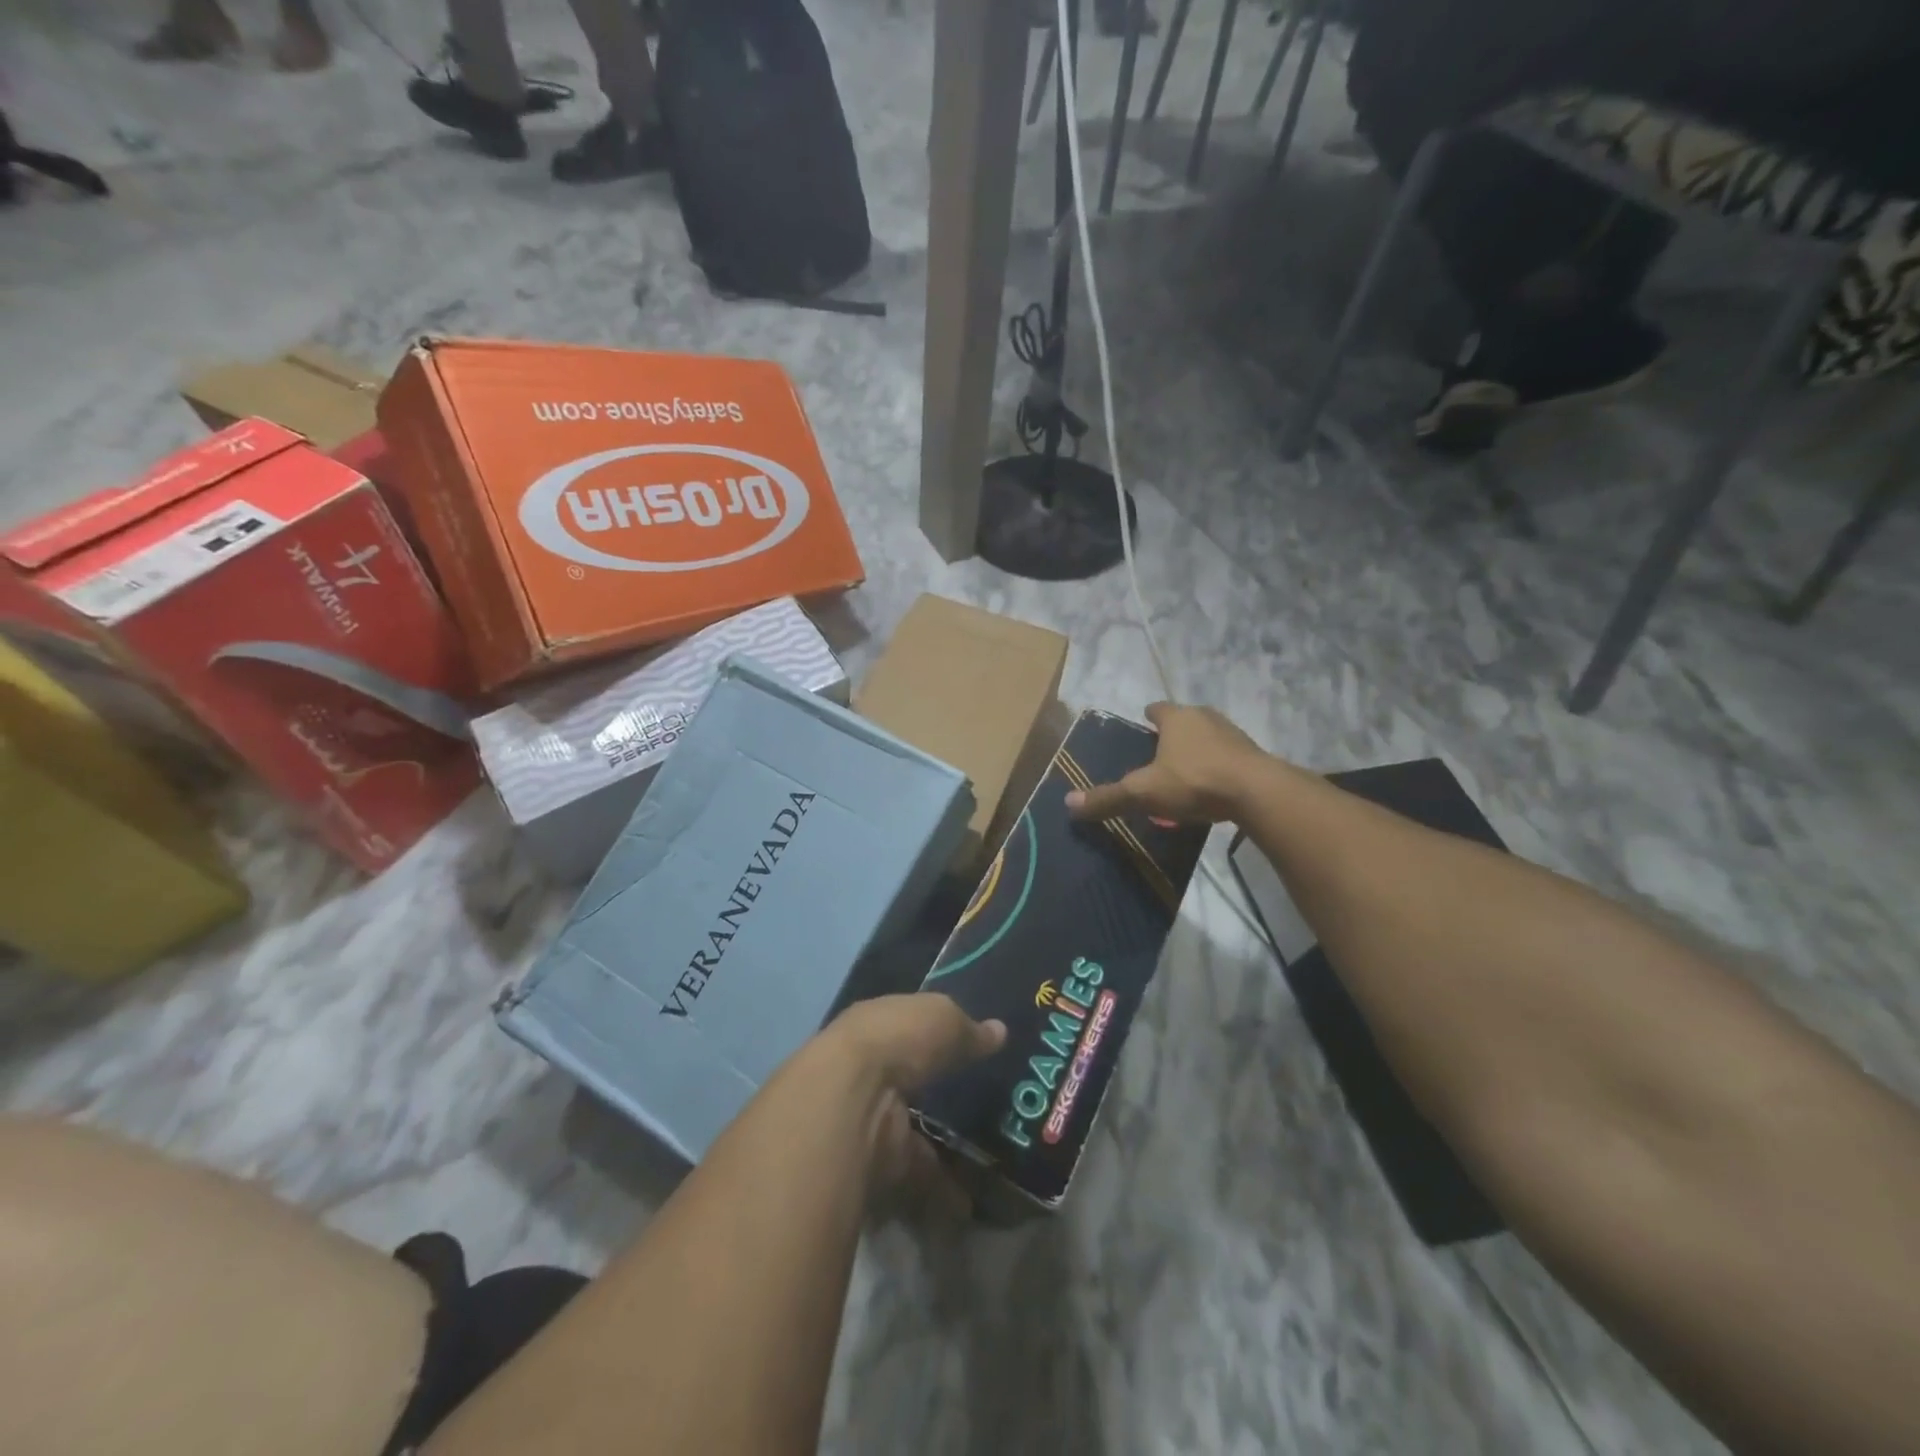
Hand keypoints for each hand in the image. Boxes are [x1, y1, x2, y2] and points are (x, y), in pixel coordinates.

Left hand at [816, 994, 1004, 1216]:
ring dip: (940, 1147)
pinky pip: (915, 1176)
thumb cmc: (898, 1039)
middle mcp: (867, 1069)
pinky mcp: (875, 1163)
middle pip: (908, 1080)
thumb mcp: (943, 1019)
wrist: (851, 1100)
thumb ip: (968, 1030)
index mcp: (877, 1024)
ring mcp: (869, 1117)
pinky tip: (970, 1200)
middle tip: (981, 1108)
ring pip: (910, 1130)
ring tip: (985, 1159)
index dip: (936, 1036)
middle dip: (937, 1094)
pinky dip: (940, 1191)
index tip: (968, 1050)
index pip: (908, 1027)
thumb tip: (998, 1032)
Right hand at [1065, 701, 1269, 824]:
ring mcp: (1233, 734)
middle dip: (1172, 735)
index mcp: (1176, 717)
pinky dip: (1217, 767)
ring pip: (1208, 737)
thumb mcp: (1143, 792)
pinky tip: (1211, 789)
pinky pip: (1228, 757)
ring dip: (1197, 751)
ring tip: (1184, 775)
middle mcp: (1204, 717)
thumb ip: (1108, 797)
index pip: (1156, 709)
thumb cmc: (1194, 781)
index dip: (1148, 718)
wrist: (1257, 792)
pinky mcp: (1253, 755)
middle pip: (1184, 721)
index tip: (1142, 729)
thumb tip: (1068, 803)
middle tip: (1159, 757)